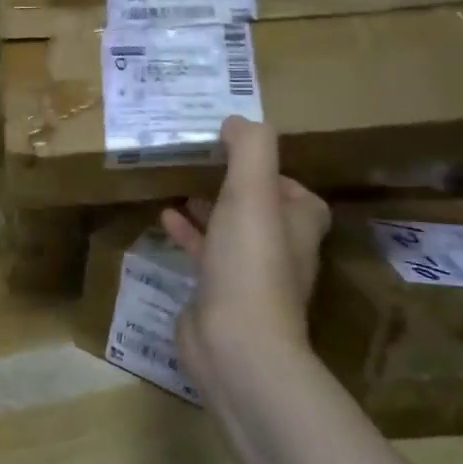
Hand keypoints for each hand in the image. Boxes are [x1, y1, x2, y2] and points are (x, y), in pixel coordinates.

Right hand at [160, 116, 330, 396]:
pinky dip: (189, 234)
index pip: (294, 189)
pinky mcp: (220, 293)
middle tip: (200, 163)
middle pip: (260, 209)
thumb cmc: (250, 263)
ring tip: (178, 186)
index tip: (236, 151)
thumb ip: (250, 149)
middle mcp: (282, 249)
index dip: (270, 170)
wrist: (235, 343)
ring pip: (230, 231)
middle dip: (233, 187)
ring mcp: (250, 275)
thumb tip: (238, 120)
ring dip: (209, 209)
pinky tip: (164, 220)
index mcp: (299, 224)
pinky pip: (205, 254)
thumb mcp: (252, 193)